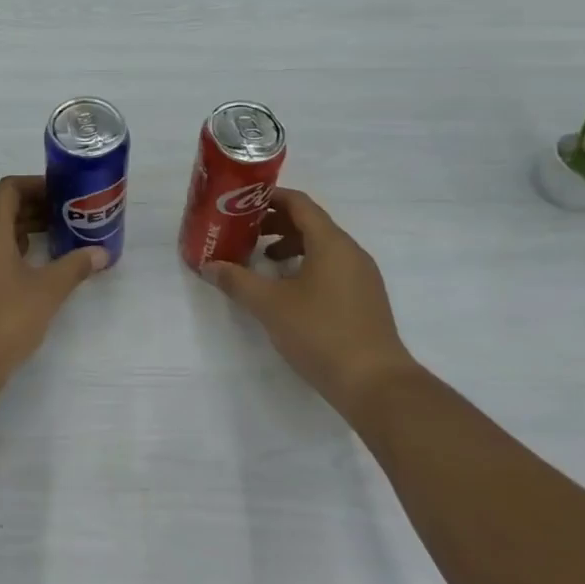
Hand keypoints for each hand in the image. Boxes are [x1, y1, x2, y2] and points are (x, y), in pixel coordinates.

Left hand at [0, 176, 106, 384]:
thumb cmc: (3, 320)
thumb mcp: (46, 292)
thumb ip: (74, 267)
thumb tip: (101, 253)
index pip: (9, 188)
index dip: (37, 185)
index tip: (64, 195)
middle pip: (0, 208)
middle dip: (34, 208)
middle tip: (67, 217)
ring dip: (22, 230)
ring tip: (55, 241)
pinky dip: (9, 250)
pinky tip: (32, 271)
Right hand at [201, 189, 413, 413]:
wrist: (375, 385)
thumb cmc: (321, 334)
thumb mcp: (270, 306)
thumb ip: (237, 281)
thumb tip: (209, 266)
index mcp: (331, 243)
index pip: (299, 203)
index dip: (270, 198)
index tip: (242, 203)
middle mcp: (351, 252)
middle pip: (311, 223)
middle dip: (276, 224)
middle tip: (245, 232)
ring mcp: (362, 276)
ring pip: (323, 247)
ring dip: (291, 246)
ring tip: (264, 261)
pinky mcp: (365, 299)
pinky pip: (333, 267)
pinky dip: (307, 265)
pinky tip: (289, 290)